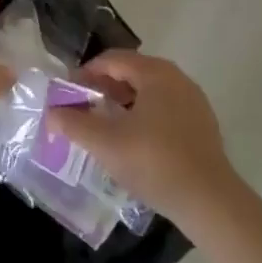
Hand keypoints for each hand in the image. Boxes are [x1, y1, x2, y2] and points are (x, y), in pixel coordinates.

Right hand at [48, 49, 238, 221]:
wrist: (210, 201)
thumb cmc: (154, 162)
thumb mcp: (106, 143)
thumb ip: (74, 124)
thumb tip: (51, 113)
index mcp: (155, 73)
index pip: (112, 60)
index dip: (85, 74)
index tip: (67, 94)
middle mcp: (176, 78)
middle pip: (131, 72)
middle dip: (103, 87)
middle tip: (82, 108)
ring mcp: (193, 101)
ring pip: (149, 91)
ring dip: (123, 102)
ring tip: (104, 125)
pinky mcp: (202, 125)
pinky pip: (164, 108)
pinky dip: (143, 115)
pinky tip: (133, 141)